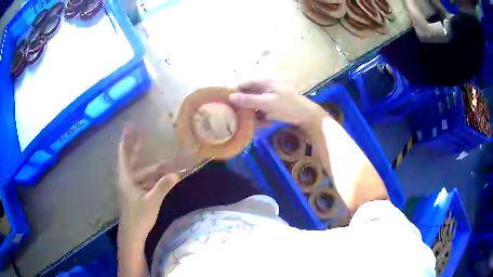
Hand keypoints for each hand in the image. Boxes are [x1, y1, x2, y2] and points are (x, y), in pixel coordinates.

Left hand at [118, 126, 178, 240]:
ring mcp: (131, 188)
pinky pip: (145, 181)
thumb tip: (176, 173)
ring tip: (168, 165)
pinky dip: (153, 178)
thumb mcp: (152, 201)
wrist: (133, 234)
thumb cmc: (138, 217)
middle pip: (132, 160)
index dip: (126, 141)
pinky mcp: (136, 195)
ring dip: (153, 169)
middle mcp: (127, 180)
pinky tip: (164, 178)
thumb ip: (163, 186)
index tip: (128, 127)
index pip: (124, 155)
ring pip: (142, 173)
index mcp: (126, 178)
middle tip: (144, 135)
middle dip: (137, 148)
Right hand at [229, 79, 326, 127]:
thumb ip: (248, 99)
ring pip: (254, 102)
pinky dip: (260, 114)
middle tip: (238, 117)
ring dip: (252, 112)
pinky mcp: (273, 103)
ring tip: (251, 122)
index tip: (229, 105)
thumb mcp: (267, 103)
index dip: (235, 93)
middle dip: (244, 105)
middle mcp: (265, 85)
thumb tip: (230, 97)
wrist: (307, 116)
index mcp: (264, 80)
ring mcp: (270, 94)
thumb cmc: (288, 106)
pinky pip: (262, 107)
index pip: (243, 84)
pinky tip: (263, 123)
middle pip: (248, 93)